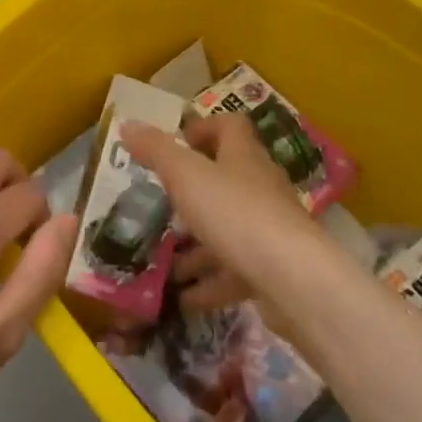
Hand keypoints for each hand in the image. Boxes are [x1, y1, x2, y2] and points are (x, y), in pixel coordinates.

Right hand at [122, 113, 324, 302]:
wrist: (293, 280)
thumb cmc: (235, 214)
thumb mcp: (186, 176)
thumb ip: (156, 151)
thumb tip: (127, 124)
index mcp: (243, 157)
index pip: (230, 127)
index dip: (204, 128)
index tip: (177, 143)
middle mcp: (260, 188)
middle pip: (227, 180)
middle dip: (192, 193)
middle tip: (160, 205)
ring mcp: (269, 231)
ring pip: (228, 230)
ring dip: (197, 245)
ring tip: (164, 259)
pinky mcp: (271, 270)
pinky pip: (234, 272)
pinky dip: (209, 284)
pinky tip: (184, 297)